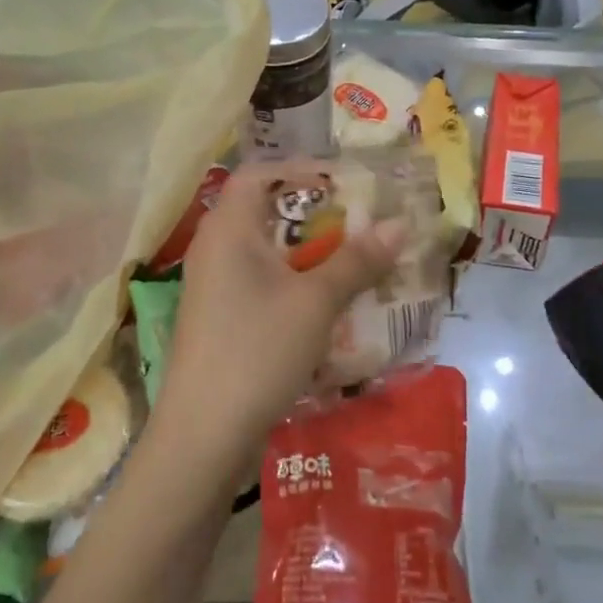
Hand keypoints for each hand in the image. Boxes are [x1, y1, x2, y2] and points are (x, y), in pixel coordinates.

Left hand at [157, 163, 405, 451]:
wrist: (204, 432)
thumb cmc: (258, 350)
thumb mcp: (315, 302)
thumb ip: (356, 261)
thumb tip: (399, 225)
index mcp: (227, 229)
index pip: (258, 174)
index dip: (299, 169)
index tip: (342, 181)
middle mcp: (213, 249)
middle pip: (263, 212)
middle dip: (313, 215)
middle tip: (358, 222)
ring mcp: (211, 287)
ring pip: (263, 253)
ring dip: (306, 253)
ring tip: (350, 262)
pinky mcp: (216, 319)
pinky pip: (257, 283)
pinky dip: (290, 283)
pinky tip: (322, 305)